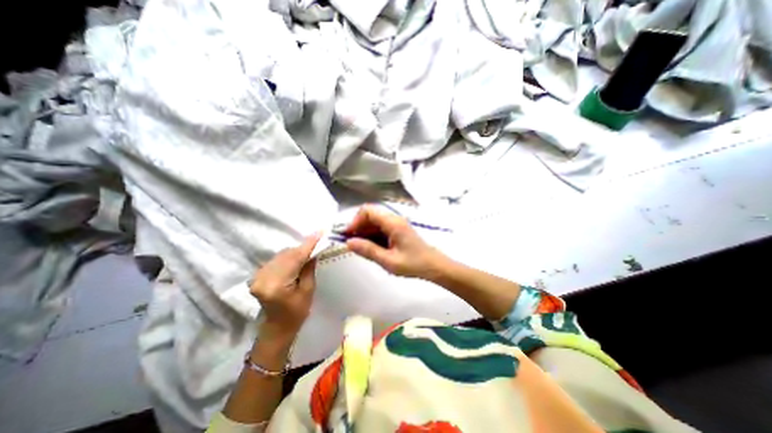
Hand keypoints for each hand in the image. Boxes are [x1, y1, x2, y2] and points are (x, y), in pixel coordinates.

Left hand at [247, 234, 319, 338]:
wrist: (277, 327)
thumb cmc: (297, 312)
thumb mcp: (308, 290)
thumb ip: (309, 268)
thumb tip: (314, 250)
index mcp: (276, 285)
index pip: (295, 258)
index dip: (308, 245)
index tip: (320, 233)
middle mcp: (263, 278)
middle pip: (287, 254)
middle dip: (303, 248)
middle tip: (317, 242)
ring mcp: (258, 276)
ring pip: (281, 254)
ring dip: (296, 252)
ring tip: (308, 252)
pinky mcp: (258, 275)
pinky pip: (276, 259)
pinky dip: (288, 256)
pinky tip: (296, 259)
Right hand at [346, 205, 446, 277]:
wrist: (433, 266)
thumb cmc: (413, 264)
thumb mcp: (388, 261)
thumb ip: (368, 250)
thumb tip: (349, 242)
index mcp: (392, 223)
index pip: (368, 211)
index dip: (355, 221)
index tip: (349, 236)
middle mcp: (394, 219)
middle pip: (370, 215)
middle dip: (358, 227)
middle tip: (352, 244)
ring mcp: (396, 224)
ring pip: (374, 222)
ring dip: (365, 232)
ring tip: (360, 248)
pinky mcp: (397, 230)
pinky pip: (381, 228)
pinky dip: (372, 235)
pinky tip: (371, 247)